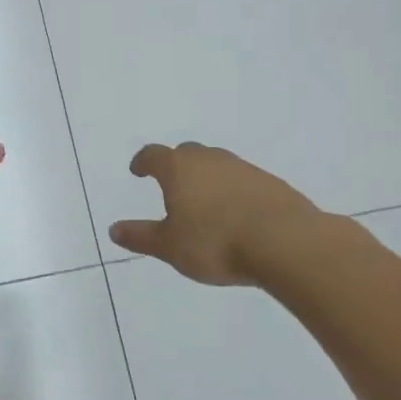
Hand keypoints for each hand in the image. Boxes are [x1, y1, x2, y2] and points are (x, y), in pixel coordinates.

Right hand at [108, 142, 327, 286]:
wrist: (286, 243)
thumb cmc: (215, 242)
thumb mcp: (170, 246)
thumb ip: (141, 236)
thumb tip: (114, 229)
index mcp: (179, 169)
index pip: (154, 155)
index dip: (143, 161)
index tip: (138, 170)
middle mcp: (210, 160)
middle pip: (187, 152)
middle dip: (176, 165)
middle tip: (171, 184)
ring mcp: (244, 168)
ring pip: (218, 165)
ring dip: (207, 177)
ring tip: (205, 202)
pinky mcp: (271, 183)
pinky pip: (243, 181)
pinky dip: (233, 191)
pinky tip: (237, 214)